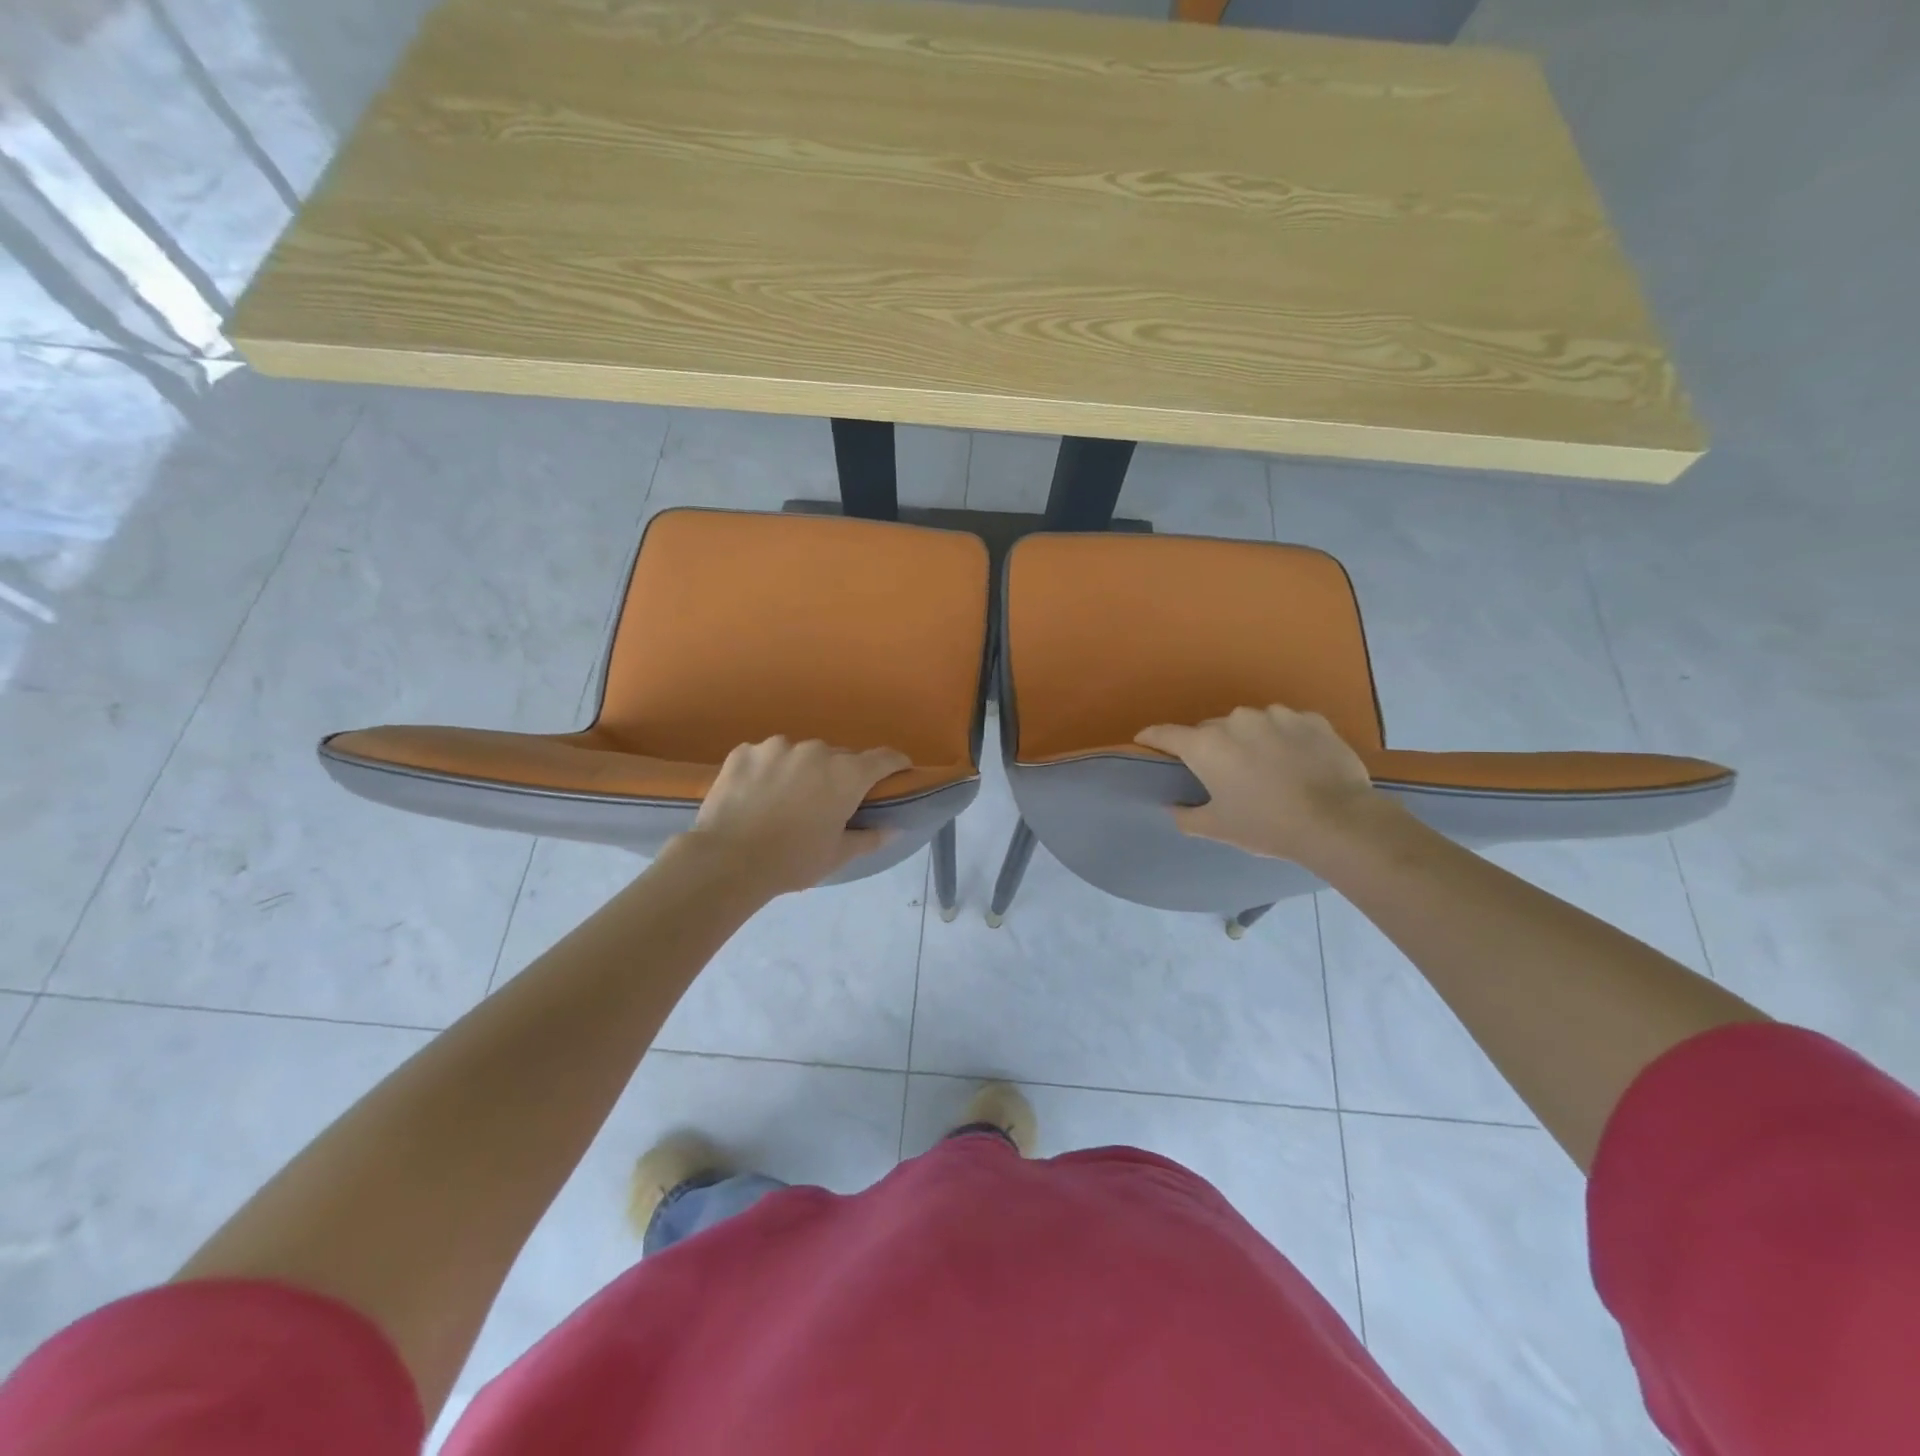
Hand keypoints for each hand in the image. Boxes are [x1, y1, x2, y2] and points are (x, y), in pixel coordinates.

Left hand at [681, 737, 911, 895]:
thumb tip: (894, 828)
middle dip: (839, 774)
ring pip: (799, 754)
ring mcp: (777, 747)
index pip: (884, 758)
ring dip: (801, 770)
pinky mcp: (744, 751)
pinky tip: (756, 794)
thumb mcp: (837, 855)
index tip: (898, 771)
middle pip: (838, 757)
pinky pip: (765, 756)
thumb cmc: (792, 861)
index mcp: (846, 774)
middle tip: (828, 801)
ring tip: (785, 798)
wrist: (726, 860)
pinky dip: (767, 770)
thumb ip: (869, 837)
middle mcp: (816, 751)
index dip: (895, 763)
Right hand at [1134, 705, 1383, 864]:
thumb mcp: (1217, 828)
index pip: (1165, 733)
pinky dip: (1283, 739)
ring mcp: (1276, 715)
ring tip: (1265, 767)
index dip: (1151, 738)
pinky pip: (1286, 725)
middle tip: (1221, 773)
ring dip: (1249, 740)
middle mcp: (1235, 721)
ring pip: (1250, 724)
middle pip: (1210, 730)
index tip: (1145, 741)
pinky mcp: (1310, 718)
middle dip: (1210, 747)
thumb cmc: (1266, 825)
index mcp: (1206, 746)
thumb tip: (1173, 807)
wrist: (1337, 821)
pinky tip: (1296, 762)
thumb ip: (1186, 815)